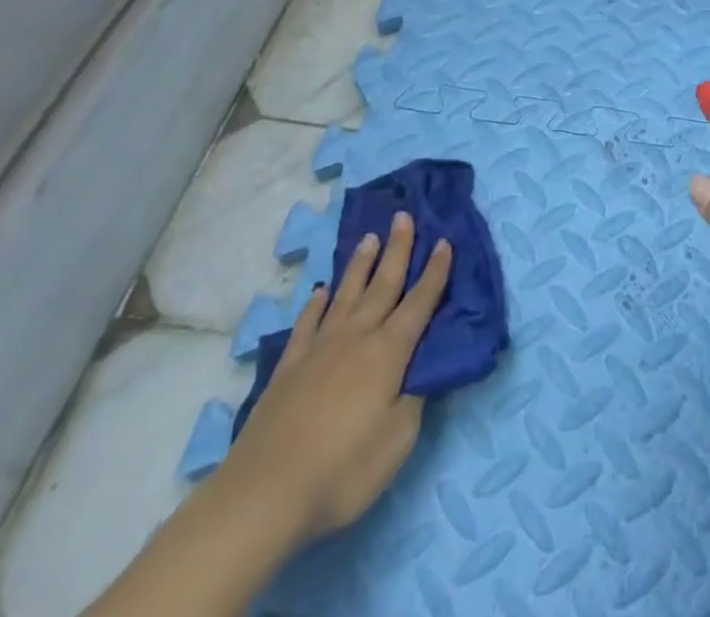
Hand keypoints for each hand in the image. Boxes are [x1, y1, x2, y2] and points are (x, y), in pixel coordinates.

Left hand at [215, 211, 452, 543]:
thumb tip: (421, 369)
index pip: (419, 303)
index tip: (444, 241)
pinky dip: (316, 304)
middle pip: (382, 284)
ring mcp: (319, 349)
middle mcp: (356, 337)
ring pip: (346, 294)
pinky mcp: (289, 367)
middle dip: (398, 249)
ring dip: (360, 265)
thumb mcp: (397, 441)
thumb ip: (414, 398)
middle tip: (403, 216)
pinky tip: (320, 292)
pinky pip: (307, 323)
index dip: (435, 272)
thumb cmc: (343, 470)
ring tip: (370, 238)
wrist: (264, 493)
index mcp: (388, 352)